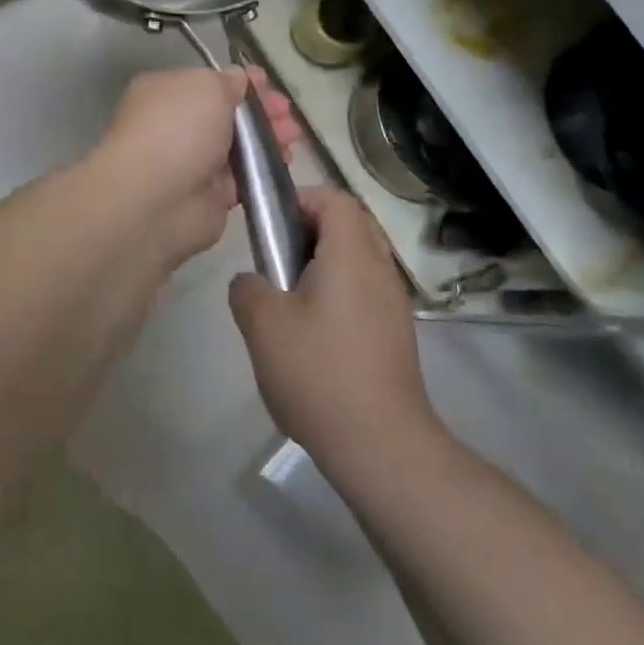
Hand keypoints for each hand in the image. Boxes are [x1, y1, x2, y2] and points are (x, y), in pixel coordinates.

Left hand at [85, 66, 298, 273]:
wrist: (156, 198)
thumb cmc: (177, 128)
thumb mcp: (206, 86)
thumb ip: (227, 81)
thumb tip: (238, 80)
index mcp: (165, 92)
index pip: (207, 83)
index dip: (240, 82)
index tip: (269, 83)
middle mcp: (174, 125)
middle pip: (225, 114)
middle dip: (259, 111)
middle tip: (287, 112)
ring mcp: (191, 162)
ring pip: (237, 145)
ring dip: (267, 138)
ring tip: (293, 137)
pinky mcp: (209, 195)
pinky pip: (242, 176)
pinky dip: (263, 168)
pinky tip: (285, 161)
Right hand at [228, 186, 433, 468]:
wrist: (381, 446)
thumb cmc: (319, 373)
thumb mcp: (263, 325)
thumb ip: (247, 288)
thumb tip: (252, 281)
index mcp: (351, 254)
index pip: (334, 198)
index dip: (300, 199)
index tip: (271, 226)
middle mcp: (379, 269)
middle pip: (348, 225)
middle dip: (309, 232)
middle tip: (276, 261)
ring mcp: (393, 303)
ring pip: (357, 260)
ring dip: (323, 265)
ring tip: (289, 301)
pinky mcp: (396, 333)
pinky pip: (364, 291)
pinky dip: (338, 294)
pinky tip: (313, 335)